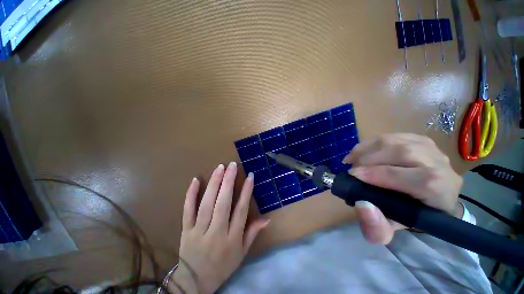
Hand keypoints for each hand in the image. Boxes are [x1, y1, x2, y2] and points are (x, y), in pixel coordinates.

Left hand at [170, 162, 269, 293]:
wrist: (197, 278)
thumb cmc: (222, 267)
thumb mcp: (241, 254)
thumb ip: (251, 235)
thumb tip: (266, 219)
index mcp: (232, 239)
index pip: (241, 212)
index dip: (246, 193)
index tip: (249, 176)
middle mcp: (216, 233)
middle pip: (223, 204)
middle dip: (228, 183)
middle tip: (232, 165)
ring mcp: (199, 231)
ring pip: (206, 204)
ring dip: (213, 184)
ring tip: (219, 168)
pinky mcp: (185, 230)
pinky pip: (187, 210)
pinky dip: (191, 195)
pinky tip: (196, 180)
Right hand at [343, 133, 462, 244]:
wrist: (442, 202)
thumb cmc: (418, 219)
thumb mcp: (398, 232)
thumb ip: (378, 228)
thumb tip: (361, 205)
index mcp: (433, 187)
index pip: (402, 176)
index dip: (375, 174)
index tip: (351, 176)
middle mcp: (437, 162)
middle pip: (400, 152)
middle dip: (370, 157)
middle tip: (350, 166)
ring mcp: (432, 147)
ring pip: (398, 140)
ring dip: (371, 146)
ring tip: (354, 157)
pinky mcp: (425, 139)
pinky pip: (399, 135)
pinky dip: (379, 140)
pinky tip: (367, 149)